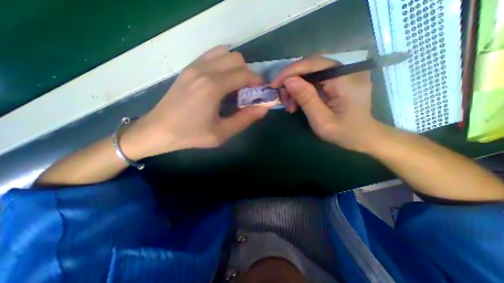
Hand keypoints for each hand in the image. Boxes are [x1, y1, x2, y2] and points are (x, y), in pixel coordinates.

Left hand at [122, 46, 267, 158]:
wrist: (158, 130)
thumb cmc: (191, 134)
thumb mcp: (221, 133)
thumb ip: (245, 119)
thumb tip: (263, 108)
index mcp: (213, 87)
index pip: (245, 74)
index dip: (257, 82)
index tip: (260, 93)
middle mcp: (204, 70)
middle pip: (237, 59)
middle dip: (248, 74)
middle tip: (248, 92)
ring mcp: (194, 66)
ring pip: (225, 53)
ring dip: (236, 67)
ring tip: (235, 86)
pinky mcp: (189, 68)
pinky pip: (212, 56)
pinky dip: (224, 63)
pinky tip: (222, 81)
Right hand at [272, 55, 381, 152]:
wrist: (362, 136)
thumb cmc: (344, 133)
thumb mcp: (321, 120)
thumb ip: (307, 99)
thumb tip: (289, 80)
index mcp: (346, 80)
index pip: (314, 64)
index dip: (291, 71)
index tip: (275, 85)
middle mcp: (347, 71)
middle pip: (311, 66)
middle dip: (292, 81)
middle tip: (283, 99)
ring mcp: (344, 74)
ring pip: (310, 73)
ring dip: (296, 88)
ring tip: (290, 106)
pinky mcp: (339, 79)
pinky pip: (315, 79)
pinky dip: (303, 90)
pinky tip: (298, 103)